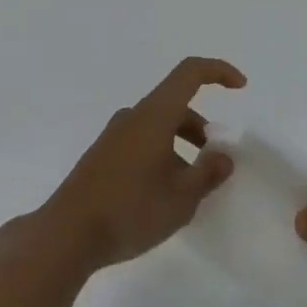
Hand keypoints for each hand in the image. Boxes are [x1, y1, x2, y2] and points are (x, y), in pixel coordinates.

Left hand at [38, 57, 245, 271]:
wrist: (65, 235)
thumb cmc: (130, 210)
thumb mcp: (181, 198)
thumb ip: (208, 173)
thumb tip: (223, 156)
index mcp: (155, 114)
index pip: (190, 72)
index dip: (218, 71)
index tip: (240, 86)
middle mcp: (133, 116)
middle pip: (175, 105)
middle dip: (201, 128)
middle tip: (214, 162)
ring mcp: (113, 136)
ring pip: (158, 126)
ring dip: (180, 145)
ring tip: (189, 188)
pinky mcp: (101, 157)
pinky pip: (141, 143)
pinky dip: (160, 155)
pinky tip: (161, 196)